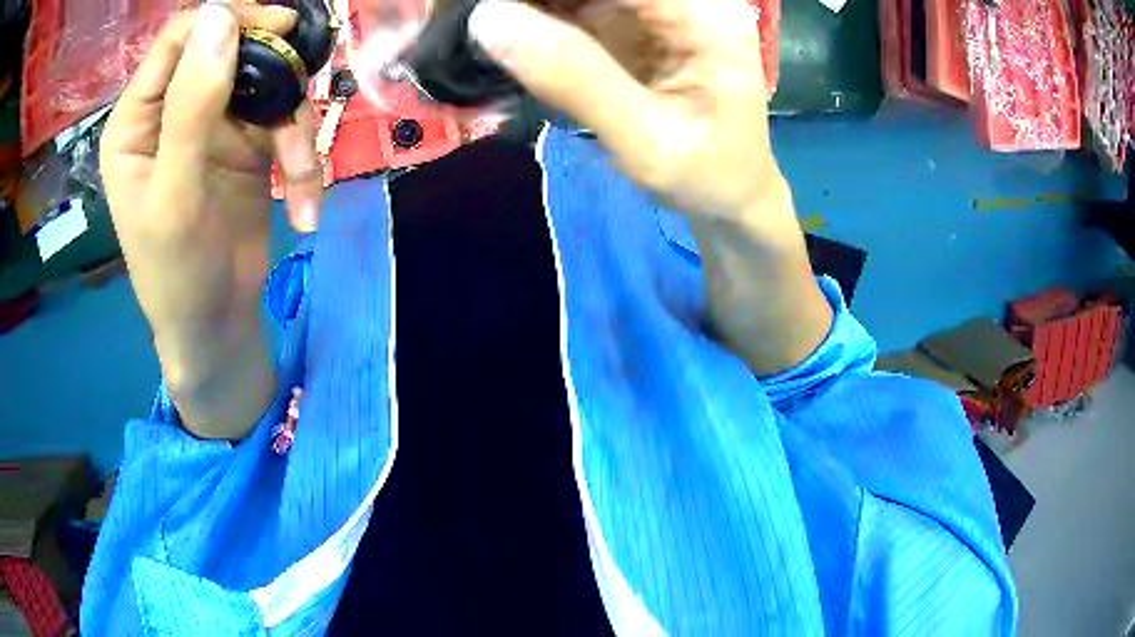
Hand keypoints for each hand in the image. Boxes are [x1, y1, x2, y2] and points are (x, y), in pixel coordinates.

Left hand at [101, 2, 321, 437]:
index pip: (180, 38)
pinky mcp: (247, 144)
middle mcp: (173, 111)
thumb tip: (219, 17)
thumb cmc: (178, 275)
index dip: (226, 20)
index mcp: (137, 120)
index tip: (277, 28)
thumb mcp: (176, 195)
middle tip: (299, 81)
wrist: (216, 328)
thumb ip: (190, 107)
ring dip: (292, 125)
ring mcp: (212, 124)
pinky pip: (284, 123)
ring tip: (301, 175)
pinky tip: (304, 202)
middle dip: (269, 66)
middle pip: (229, 48)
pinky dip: (301, 158)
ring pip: (265, 82)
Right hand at [468, 0, 787, 229]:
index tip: (477, 7)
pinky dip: (527, 17)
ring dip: (520, 7)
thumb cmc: (707, 175)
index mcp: (700, 10)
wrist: (730, 195)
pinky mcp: (625, 22)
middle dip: (521, 0)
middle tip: (452, 16)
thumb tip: (487, 19)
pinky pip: (566, 6)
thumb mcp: (648, 140)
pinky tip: (495, 35)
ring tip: (465, 25)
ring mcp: (648, 6)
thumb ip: (575, 79)